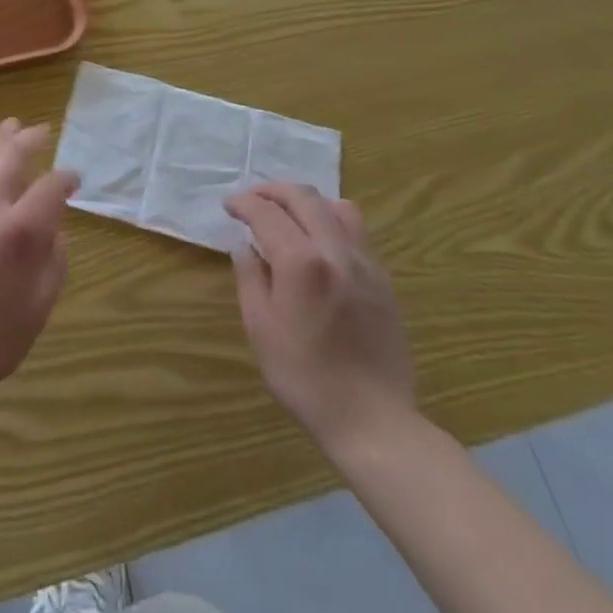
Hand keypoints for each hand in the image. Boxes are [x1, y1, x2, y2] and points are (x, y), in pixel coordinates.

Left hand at [0, 120, 78, 416]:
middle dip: (31, 140)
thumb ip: (53, 263)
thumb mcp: (37, 310)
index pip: (50, 187)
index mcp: (18, 231)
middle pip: (10, 157)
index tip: (74, 179)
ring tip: (9, 128)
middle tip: (42, 130)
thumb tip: (55, 230)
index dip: (66, 179)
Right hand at [225, 184, 415, 461]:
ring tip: (288, 216)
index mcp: (301, 262)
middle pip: (303, 197)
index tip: (229, 207)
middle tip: (252, 201)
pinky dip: (331, 221)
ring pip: (337, 207)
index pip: (267, 212)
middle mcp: (336, 251)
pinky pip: (356, 231)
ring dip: (307, 202)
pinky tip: (318, 244)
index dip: (244, 203)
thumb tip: (245, 246)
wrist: (374, 421)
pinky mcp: (383, 279)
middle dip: (272, 191)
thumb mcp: (261, 328)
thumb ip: (250, 278)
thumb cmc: (305, 378)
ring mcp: (366, 263)